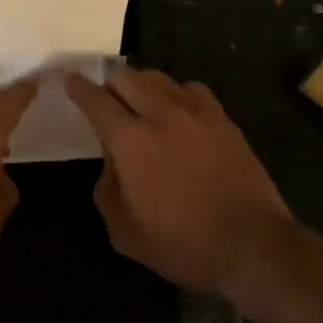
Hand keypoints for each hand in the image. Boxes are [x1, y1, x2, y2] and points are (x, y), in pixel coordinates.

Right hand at [65, 67, 296, 297]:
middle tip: (105, 100)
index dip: (78, 87)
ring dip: (140, 85)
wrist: (252, 245)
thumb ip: (107, 189)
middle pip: (125, 76)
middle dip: (108, 84)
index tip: (69, 80)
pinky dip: (176, 94)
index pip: (95, 99)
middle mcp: (161, 115)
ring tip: (139, 104)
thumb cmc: (183, 244)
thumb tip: (111, 162)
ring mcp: (196, 113)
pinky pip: (191, 89)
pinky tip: (177, 113)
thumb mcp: (124, 232)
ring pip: (158, 78)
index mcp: (130, 141)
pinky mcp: (223, 119)